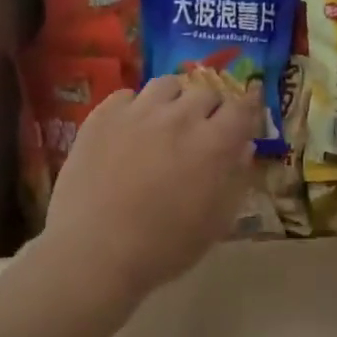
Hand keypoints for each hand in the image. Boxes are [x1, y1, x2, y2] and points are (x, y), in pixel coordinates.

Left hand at [41, 75, 261, 305]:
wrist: (93, 252)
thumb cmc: (163, 247)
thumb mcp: (215, 223)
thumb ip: (235, 179)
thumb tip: (243, 147)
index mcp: (214, 143)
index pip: (241, 107)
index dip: (244, 113)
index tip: (239, 124)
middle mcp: (180, 116)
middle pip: (205, 92)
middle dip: (209, 110)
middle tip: (199, 133)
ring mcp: (139, 111)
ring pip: (167, 84)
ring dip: (174, 100)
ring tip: (165, 121)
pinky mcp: (104, 115)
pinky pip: (127, 95)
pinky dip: (134, 107)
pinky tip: (128, 130)